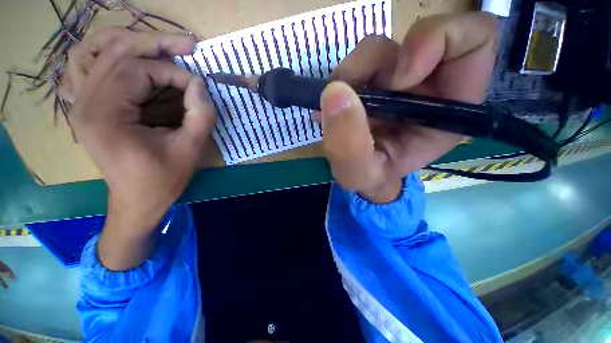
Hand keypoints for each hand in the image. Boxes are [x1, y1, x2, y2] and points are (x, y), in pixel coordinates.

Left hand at [69, 29, 215, 269]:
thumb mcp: (190, 149)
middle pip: (115, 51)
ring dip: (128, 41)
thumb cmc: (163, 180)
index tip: (199, 88)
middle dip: (157, 45)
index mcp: (105, 114)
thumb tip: (200, 84)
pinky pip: (85, 65)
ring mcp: (80, 102)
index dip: (175, 73)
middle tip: (188, 46)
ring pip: (94, 50)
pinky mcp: (86, 106)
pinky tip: (128, 58)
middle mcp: (84, 101)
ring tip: (160, 46)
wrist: (136, 201)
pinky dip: (106, 53)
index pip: (138, 70)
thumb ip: (200, 115)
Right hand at [318, 12, 497, 202]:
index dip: (438, 42)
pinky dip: (339, 80)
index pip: (475, 42)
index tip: (397, 79)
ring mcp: (397, 79)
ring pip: (378, 48)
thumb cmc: (369, 177)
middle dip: (372, 63)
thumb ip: (348, 145)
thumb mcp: (358, 173)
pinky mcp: (373, 79)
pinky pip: (357, 63)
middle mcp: (427, 87)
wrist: (360, 174)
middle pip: (415, 38)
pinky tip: (331, 105)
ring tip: (332, 106)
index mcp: (447, 110)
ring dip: (349, 74)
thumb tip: (335, 92)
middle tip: (346, 94)